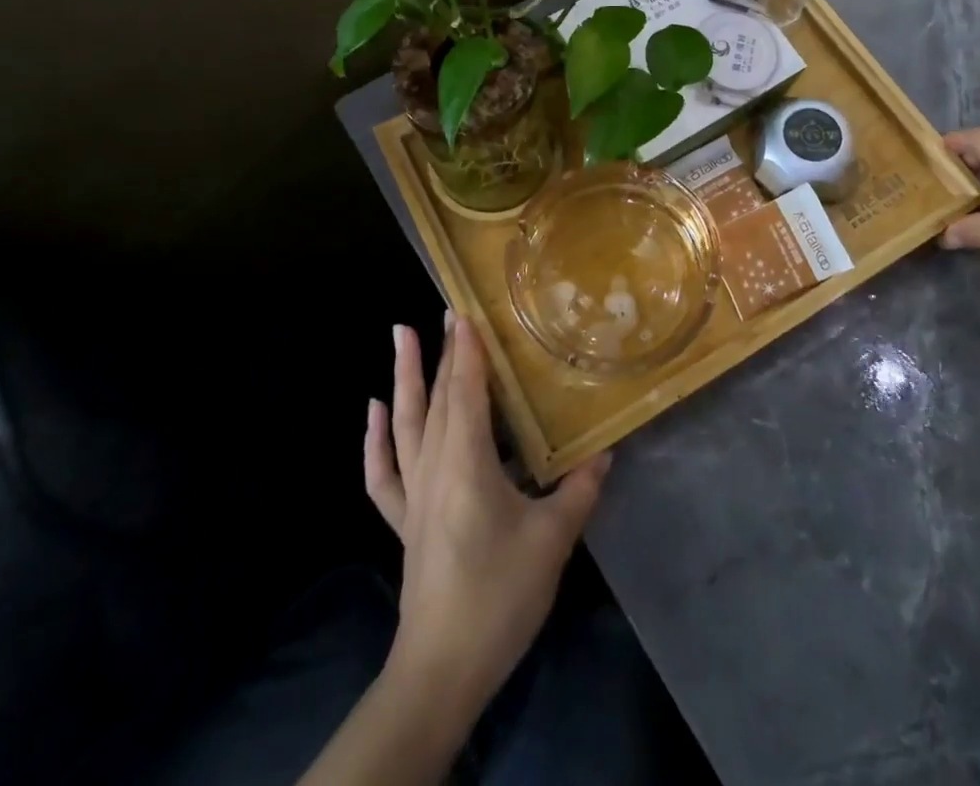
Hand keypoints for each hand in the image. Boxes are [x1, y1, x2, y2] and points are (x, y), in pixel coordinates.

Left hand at [364, 315, 609, 726]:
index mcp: (466, 462)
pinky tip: (373, 411)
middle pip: (438, 398)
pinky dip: (375, 438)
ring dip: (403, 377)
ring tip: (400, 334)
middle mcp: (434, 466)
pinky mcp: (404, 519)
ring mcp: (413, 493)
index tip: (468, 310)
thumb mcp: (552, 540)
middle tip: (449, 310)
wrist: (442, 669)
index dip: (468, 350)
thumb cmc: (498, 595)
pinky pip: (383, 471)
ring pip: (405, 422)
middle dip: (445, 351)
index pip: (466, 391)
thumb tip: (606, 452)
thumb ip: (580, 490)